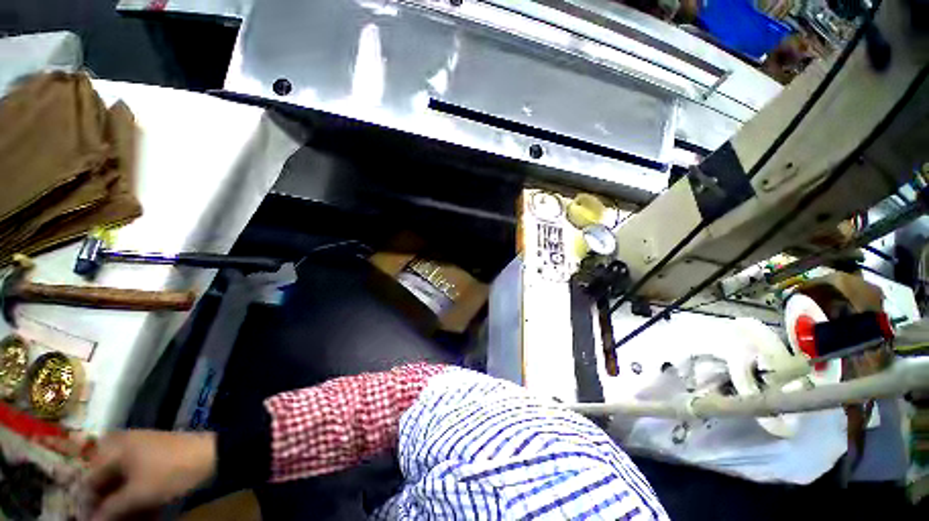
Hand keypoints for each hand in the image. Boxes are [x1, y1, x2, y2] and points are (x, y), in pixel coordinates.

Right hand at [84, 430, 216, 520]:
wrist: (213, 456)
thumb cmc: (170, 472)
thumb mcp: (136, 494)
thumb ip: (110, 509)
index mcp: (113, 448)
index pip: (89, 480)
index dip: (87, 505)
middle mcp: (124, 446)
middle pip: (106, 482)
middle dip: (108, 506)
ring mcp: (142, 451)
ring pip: (124, 484)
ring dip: (124, 506)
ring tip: (130, 520)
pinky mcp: (158, 460)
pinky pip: (140, 481)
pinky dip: (139, 499)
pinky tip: (145, 515)